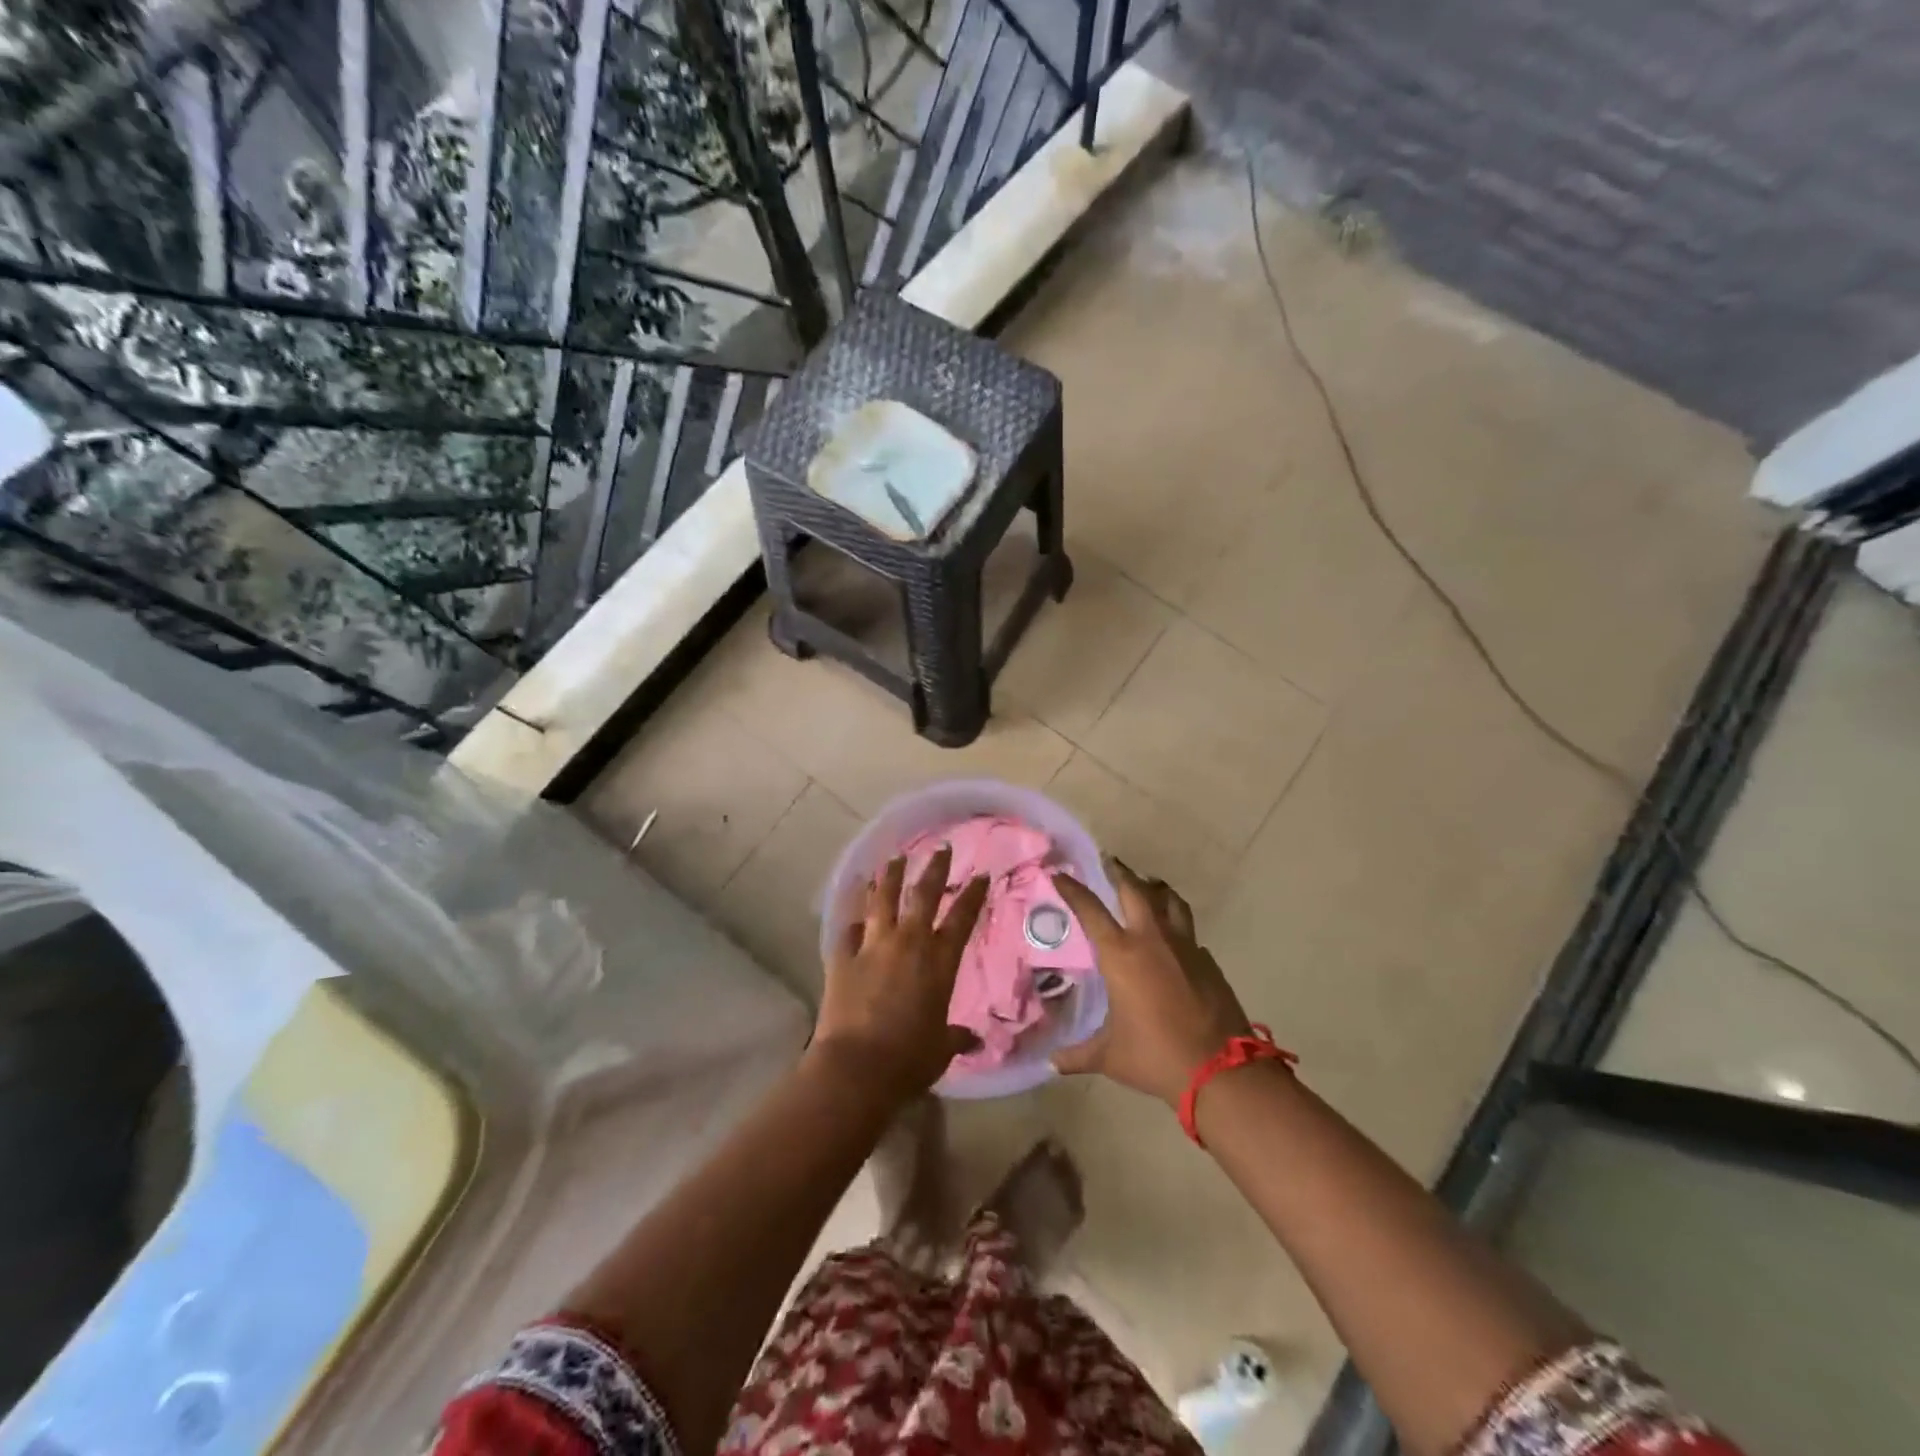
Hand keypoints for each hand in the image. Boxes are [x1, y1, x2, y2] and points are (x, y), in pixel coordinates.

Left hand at [811, 846, 989, 1101]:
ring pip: (882, 899)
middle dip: (934, 868)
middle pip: (923, 895)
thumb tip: (974, 1039)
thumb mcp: (941, 1049)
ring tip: (893, 859)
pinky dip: (854, 918)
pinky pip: (849, 928)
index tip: (980, 875)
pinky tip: (855, 911)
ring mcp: (873, 946)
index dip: (972, 894)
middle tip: (940, 849)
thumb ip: (956, 1036)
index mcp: (939, 963)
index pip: (962, 918)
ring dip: (889, 876)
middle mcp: (909, 944)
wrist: (857, 1068)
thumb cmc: (909, 1060)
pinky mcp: (842, 956)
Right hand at [1049, 860, 1251, 1106]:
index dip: (1073, 889)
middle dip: (1119, 871)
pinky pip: (1188, 931)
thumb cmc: (1155, 1056)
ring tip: (1146, 885)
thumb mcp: (1109, 1056)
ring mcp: (1185, 946)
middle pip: (1135, 889)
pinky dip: (1176, 924)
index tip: (1060, 874)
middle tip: (1108, 861)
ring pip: (1169, 900)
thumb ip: (1078, 1055)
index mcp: (1121, 954)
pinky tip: (1172, 939)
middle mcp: (1151, 939)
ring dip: (1154, 888)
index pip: (1090, 910)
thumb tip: (1051, 1064)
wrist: (1220, 1070)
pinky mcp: (1207, 960)